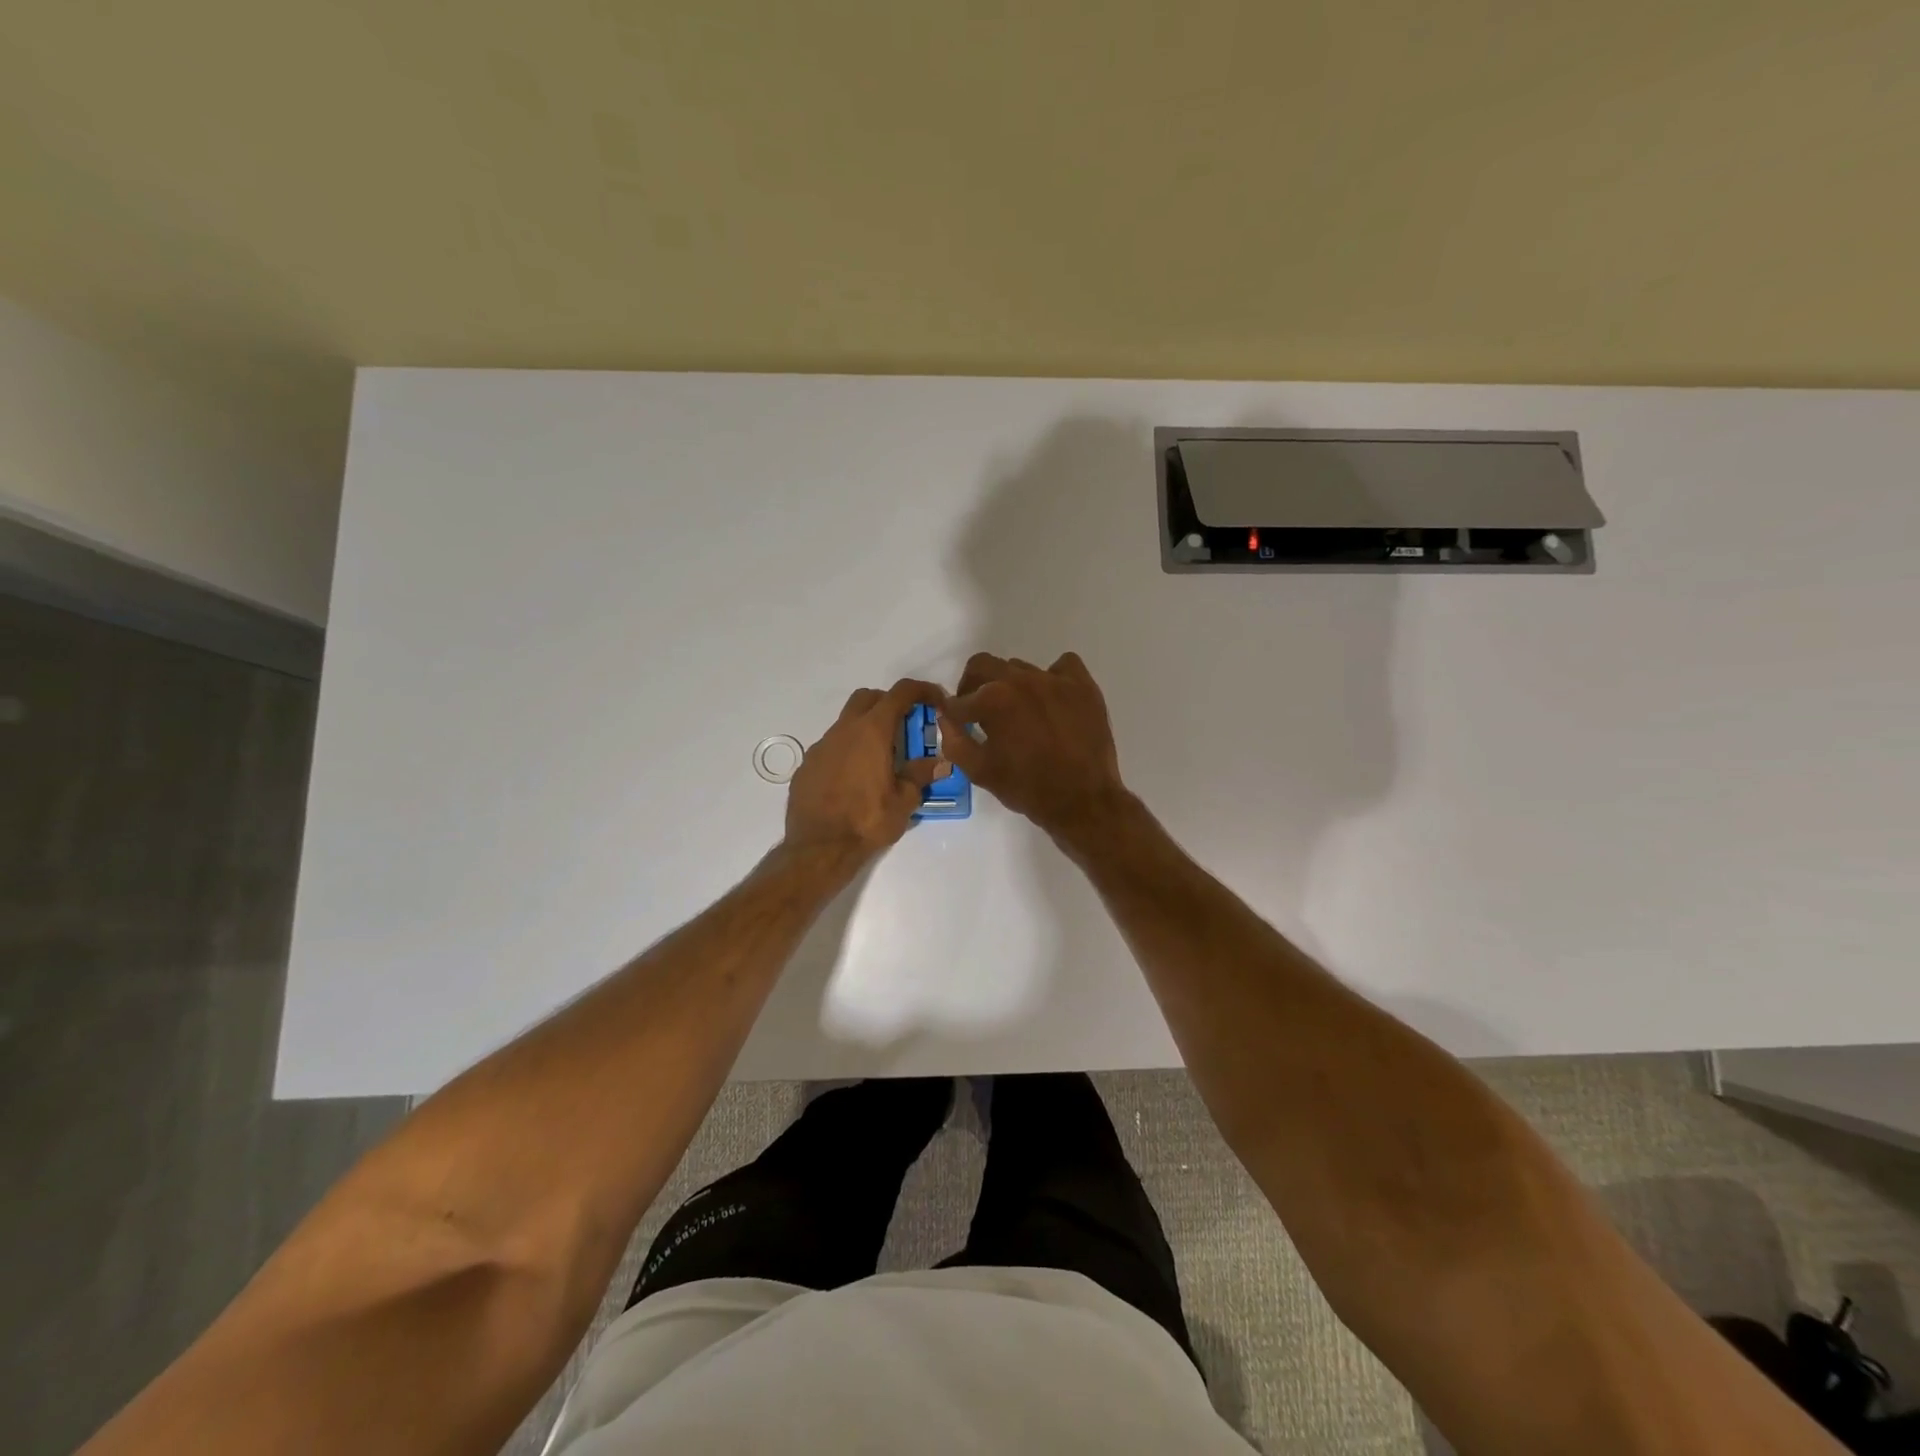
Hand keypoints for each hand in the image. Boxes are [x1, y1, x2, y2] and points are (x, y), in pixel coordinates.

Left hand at [784, 679, 946, 861]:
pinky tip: (854, 780)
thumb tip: (940, 763)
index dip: (922, 690)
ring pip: (847, 723)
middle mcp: (844, 730)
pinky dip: (847, 753)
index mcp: (872, 731)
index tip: (936, 701)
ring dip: (866, 730)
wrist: (818, 848)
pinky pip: (831, 748)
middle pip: (868, 698)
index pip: (900, 693)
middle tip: (905, 727)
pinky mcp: (807, 765)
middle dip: (889, 703)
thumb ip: (921, 775)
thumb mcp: (904, 801)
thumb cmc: (867, 821)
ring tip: (881, 760)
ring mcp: (821, 746)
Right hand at [937, 652, 1130, 841]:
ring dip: (1011, 686)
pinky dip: (1053, 677)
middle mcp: (1021, 680)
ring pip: (1020, 668)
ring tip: (1020, 714)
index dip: (955, 713)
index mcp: (992, 699)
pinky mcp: (1082, 686)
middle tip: (979, 711)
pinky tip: (1053, 699)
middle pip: (983, 666)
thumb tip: (945, 716)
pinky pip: (1063, 665)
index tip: (959, 724)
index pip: (959, 699)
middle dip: (973, 686)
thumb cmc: (1026, 788)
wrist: (1082, 801)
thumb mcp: (979, 771)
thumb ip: (954, 740)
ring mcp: (1054, 680)